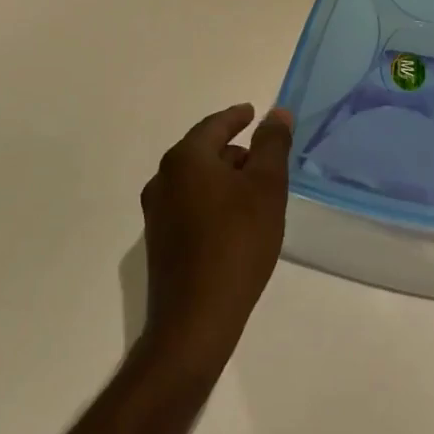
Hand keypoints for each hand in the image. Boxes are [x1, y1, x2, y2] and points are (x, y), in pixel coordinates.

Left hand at [139, 105, 292, 376]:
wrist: (195, 321)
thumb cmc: (237, 242)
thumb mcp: (266, 187)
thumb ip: (272, 145)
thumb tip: (276, 113)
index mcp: (185, 159)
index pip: (214, 125)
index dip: (236, 116)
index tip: (252, 112)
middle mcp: (163, 180)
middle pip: (203, 152)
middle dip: (234, 151)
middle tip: (264, 158)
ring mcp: (157, 213)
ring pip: (196, 181)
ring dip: (224, 179)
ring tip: (255, 192)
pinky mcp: (160, 243)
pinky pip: (190, 206)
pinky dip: (213, 202)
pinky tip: (235, 222)